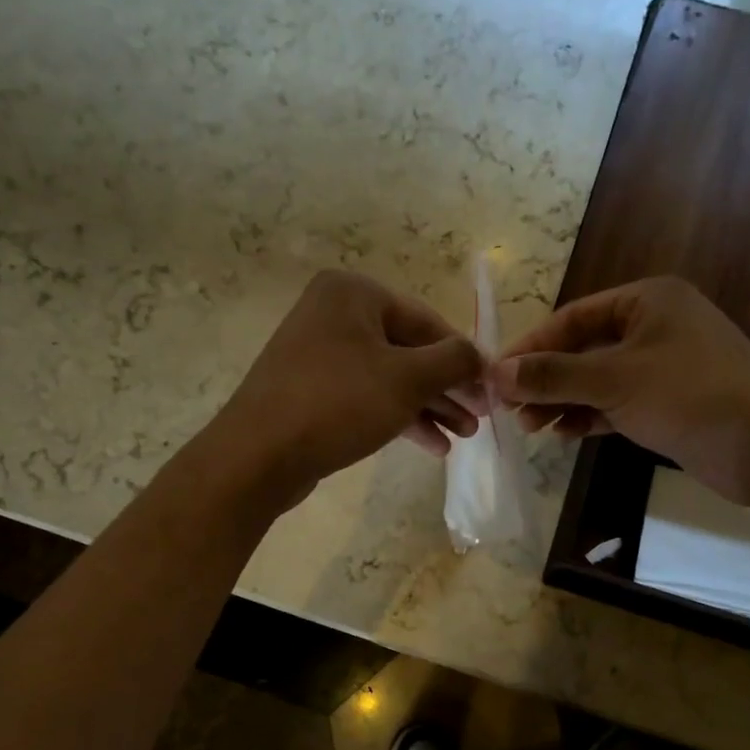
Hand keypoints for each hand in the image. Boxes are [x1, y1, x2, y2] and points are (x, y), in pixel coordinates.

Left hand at [209, 270, 485, 509]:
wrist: (259, 455)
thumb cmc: (339, 403)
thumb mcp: (408, 379)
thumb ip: (453, 361)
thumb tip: (479, 356)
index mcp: (353, 293)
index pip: (426, 321)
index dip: (463, 357)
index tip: (491, 388)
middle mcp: (334, 314)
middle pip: (408, 350)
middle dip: (447, 388)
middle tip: (480, 419)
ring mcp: (320, 354)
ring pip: (390, 377)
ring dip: (429, 407)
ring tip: (463, 437)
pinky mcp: (313, 391)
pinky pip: (367, 396)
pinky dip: (399, 417)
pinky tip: (431, 445)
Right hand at [494, 276, 749, 505]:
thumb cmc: (688, 395)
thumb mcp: (612, 380)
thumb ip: (553, 375)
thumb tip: (495, 373)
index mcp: (647, 300)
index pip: (573, 317)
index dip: (531, 347)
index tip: (496, 376)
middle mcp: (655, 325)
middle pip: (583, 348)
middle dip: (546, 379)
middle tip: (509, 410)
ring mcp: (665, 365)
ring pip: (599, 379)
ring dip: (564, 401)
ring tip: (531, 427)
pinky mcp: (671, 402)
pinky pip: (617, 402)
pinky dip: (590, 415)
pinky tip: (565, 434)